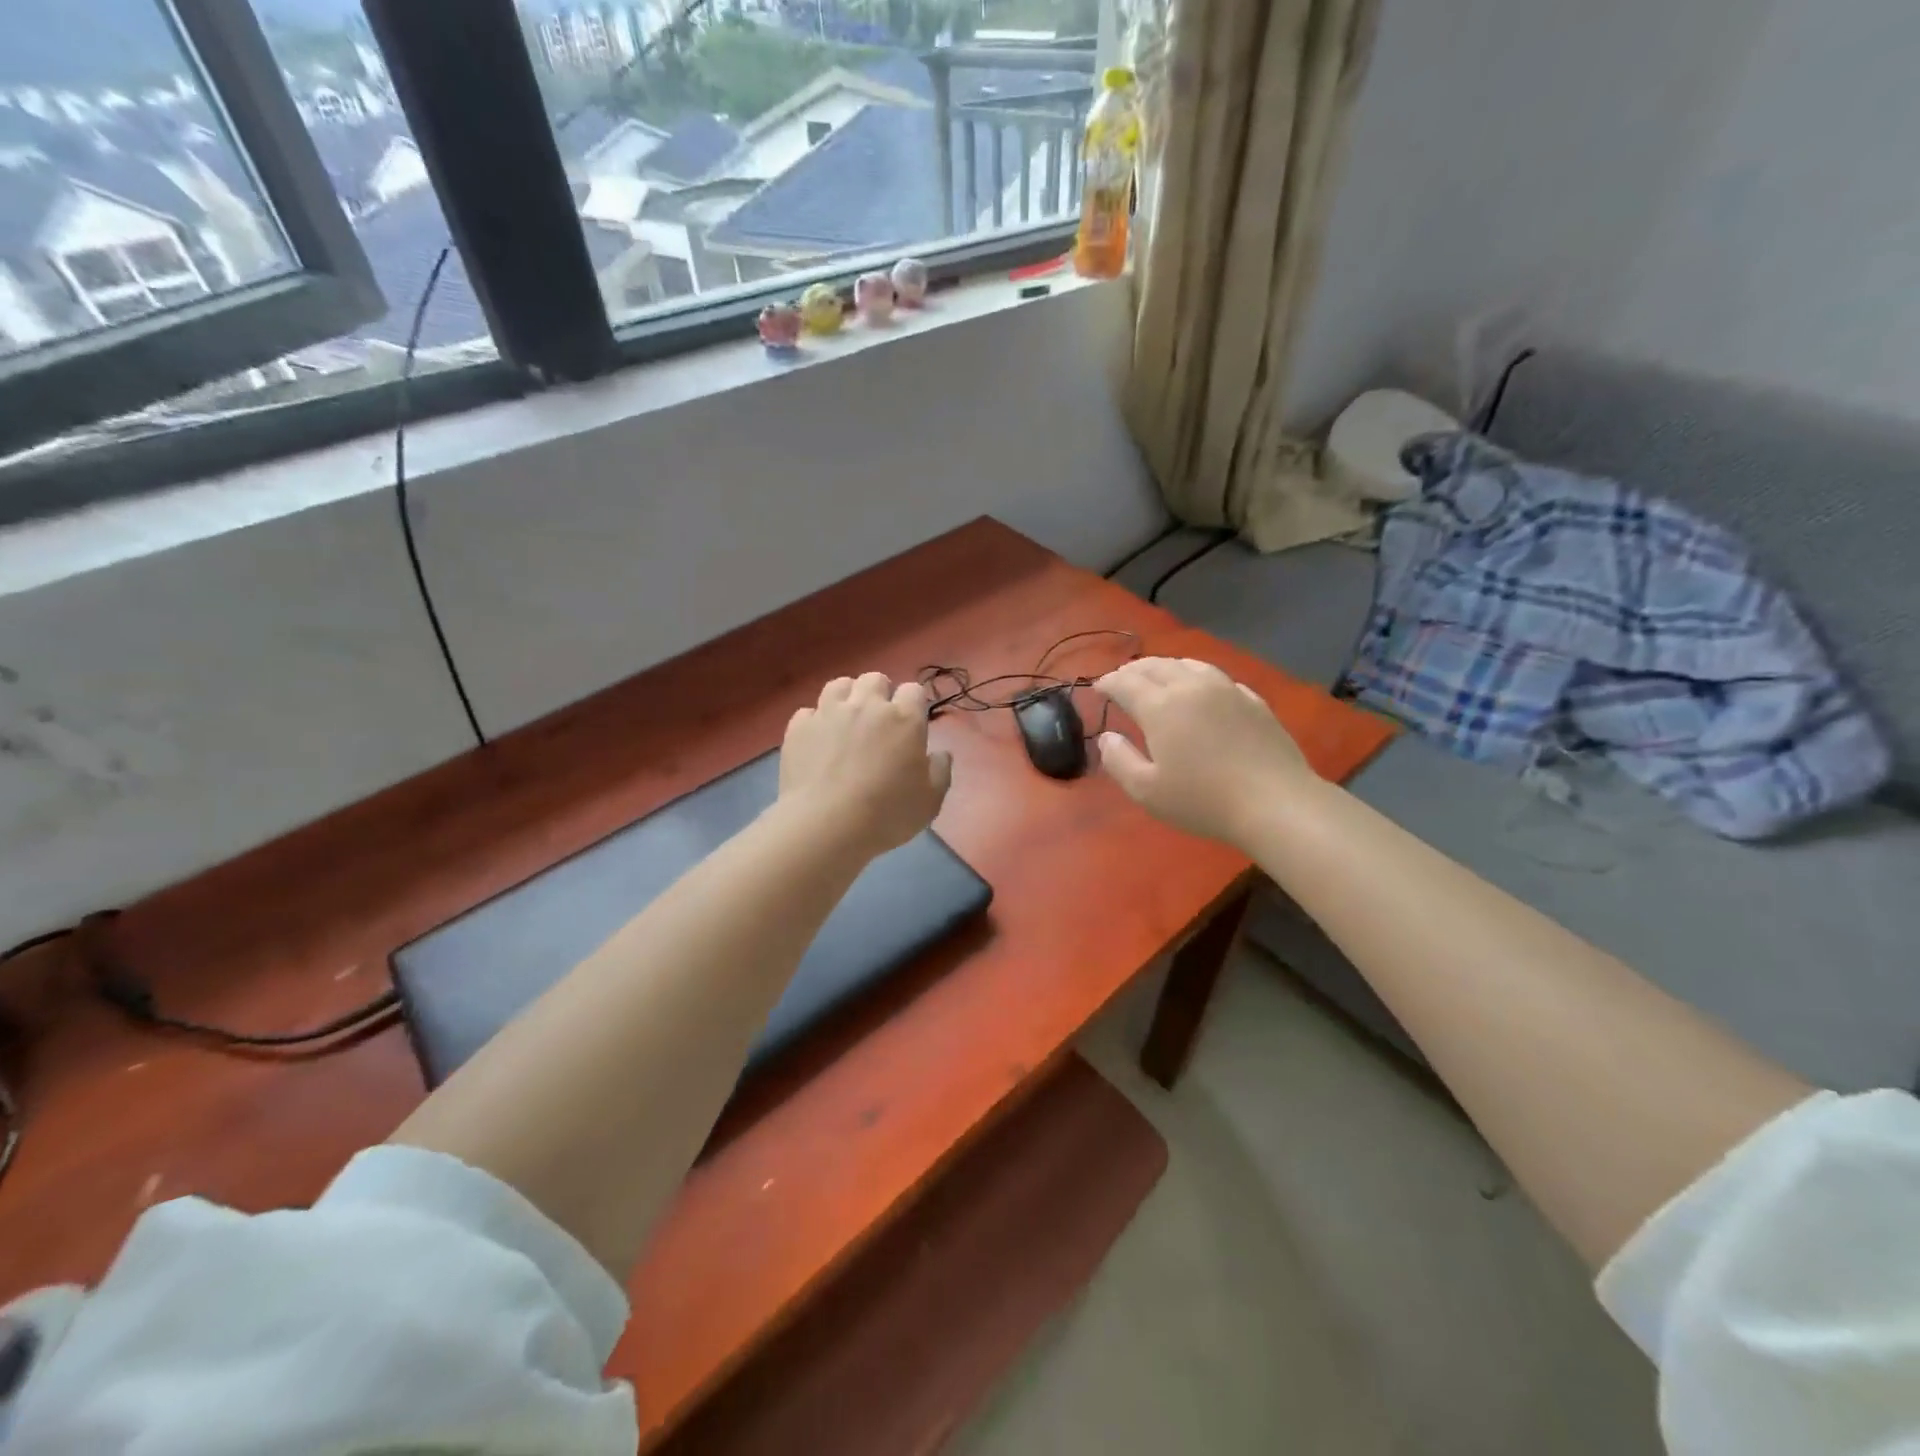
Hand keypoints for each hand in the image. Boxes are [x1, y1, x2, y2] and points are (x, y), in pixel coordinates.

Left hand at [779, 673, 953, 855]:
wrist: (826, 825)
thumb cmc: (887, 814)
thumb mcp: (930, 801)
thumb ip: (940, 771)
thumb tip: (939, 754)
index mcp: (904, 719)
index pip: (913, 690)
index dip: (913, 704)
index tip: (911, 725)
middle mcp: (866, 705)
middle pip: (875, 679)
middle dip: (879, 694)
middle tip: (878, 722)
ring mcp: (829, 713)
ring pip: (839, 685)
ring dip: (846, 698)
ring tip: (846, 722)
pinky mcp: (799, 727)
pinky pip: (808, 712)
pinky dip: (815, 722)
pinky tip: (817, 741)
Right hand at [1094, 657, 1312, 846]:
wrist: (1275, 803)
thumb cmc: (1203, 800)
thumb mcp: (1147, 791)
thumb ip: (1119, 760)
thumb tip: (1107, 737)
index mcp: (1160, 706)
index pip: (1125, 682)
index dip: (1108, 682)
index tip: (1098, 689)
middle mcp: (1191, 687)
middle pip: (1155, 666)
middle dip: (1132, 670)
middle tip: (1121, 680)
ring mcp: (1226, 690)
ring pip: (1188, 665)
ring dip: (1165, 667)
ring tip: (1157, 676)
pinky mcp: (1253, 701)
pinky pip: (1217, 677)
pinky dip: (1197, 676)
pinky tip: (1200, 689)